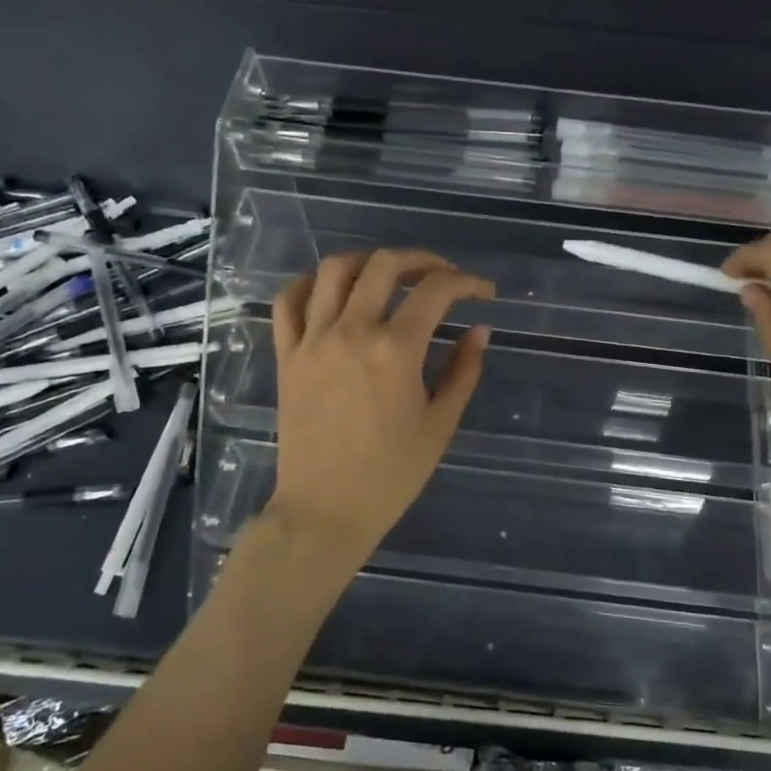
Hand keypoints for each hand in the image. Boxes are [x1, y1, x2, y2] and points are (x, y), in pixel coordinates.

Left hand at [263, 249, 492, 581]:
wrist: (325, 510)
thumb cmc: (391, 474)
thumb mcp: (440, 424)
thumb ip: (463, 370)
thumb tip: (479, 330)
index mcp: (395, 350)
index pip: (436, 291)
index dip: (467, 282)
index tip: (483, 293)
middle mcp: (351, 331)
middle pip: (384, 265)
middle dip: (422, 260)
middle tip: (442, 276)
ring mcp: (313, 340)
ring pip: (334, 270)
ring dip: (368, 262)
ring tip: (389, 277)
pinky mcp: (287, 355)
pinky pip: (289, 301)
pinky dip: (310, 284)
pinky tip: (331, 291)